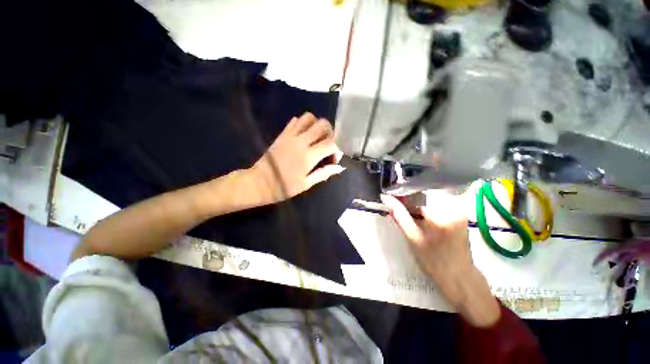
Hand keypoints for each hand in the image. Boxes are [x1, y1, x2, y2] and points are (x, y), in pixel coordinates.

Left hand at [249, 113, 344, 203]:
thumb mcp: (306, 184)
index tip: (333, 159)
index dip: (336, 150)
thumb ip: (324, 173)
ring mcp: (291, 135)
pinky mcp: (282, 134)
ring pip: (309, 118)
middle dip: (330, 133)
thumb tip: (340, 167)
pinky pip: (295, 121)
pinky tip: (304, 135)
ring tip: (316, 137)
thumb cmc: (284, 187)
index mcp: (309, 156)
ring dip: (317, 125)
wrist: (259, 182)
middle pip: (323, 125)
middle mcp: (301, 142)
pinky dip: (303, 123)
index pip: (331, 143)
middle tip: (327, 145)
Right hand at [381, 191, 500, 326]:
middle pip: (425, 192)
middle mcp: (455, 206)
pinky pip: (438, 202)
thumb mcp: (412, 238)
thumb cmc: (434, 261)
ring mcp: (460, 208)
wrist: (460, 278)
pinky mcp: (460, 212)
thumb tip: (385, 198)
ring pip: (431, 196)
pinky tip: (419, 215)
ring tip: (408, 210)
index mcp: (442, 212)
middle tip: (397, 204)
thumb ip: (399, 215)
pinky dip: (426, 206)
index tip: (391, 197)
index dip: (402, 194)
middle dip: (409, 197)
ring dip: (417, 201)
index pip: (417, 192)